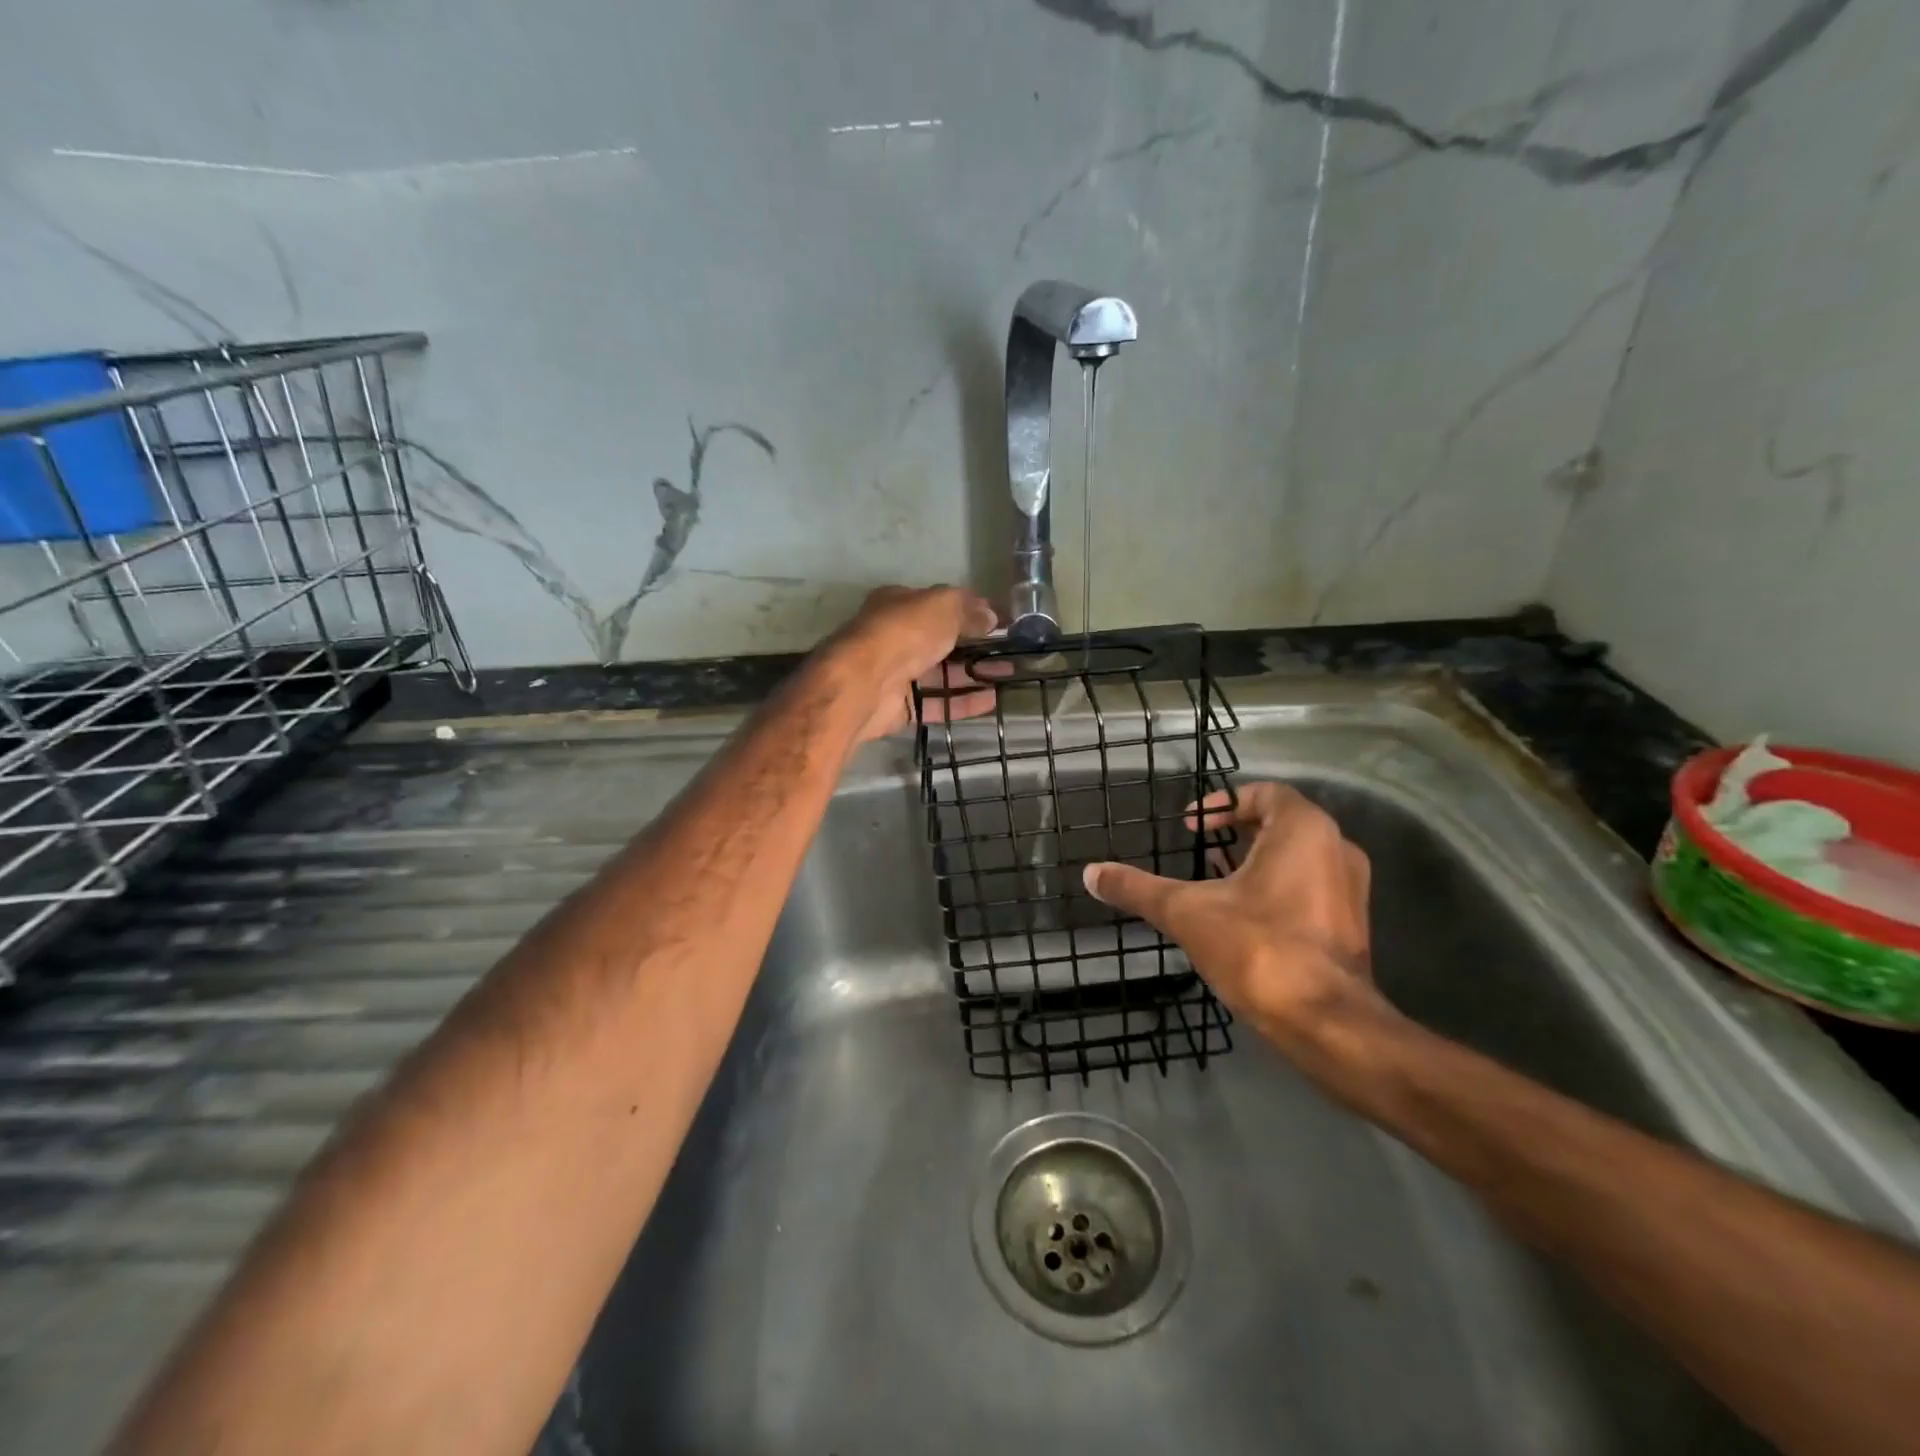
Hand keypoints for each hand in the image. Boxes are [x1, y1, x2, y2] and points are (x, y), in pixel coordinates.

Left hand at [818, 585, 998, 741]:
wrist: (866, 682)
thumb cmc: (904, 632)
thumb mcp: (943, 606)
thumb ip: (968, 609)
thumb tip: (991, 617)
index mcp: (900, 604)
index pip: (940, 604)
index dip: (970, 611)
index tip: (999, 623)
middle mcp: (897, 637)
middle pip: (942, 641)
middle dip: (976, 647)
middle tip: (1010, 653)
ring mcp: (898, 674)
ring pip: (943, 674)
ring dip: (975, 674)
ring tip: (1009, 677)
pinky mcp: (902, 706)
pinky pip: (938, 703)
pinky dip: (964, 702)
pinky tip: (992, 701)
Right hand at [1083, 783, 1391, 1043]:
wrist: (1325, 1022)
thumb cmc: (1257, 948)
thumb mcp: (1185, 912)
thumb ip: (1137, 888)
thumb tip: (1091, 874)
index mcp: (1304, 830)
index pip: (1265, 792)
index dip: (1222, 803)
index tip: (1191, 827)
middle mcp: (1337, 849)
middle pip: (1282, 823)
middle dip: (1237, 833)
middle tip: (1201, 851)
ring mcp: (1351, 890)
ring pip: (1299, 857)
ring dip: (1257, 861)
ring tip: (1216, 882)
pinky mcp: (1351, 925)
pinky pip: (1311, 887)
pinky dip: (1277, 888)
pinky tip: (1244, 918)